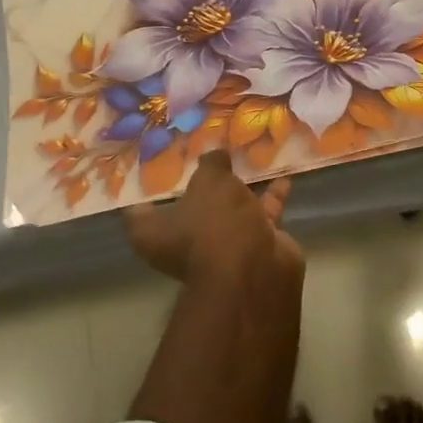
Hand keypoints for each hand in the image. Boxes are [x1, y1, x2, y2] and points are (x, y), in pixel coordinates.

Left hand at [125, 150, 302, 283]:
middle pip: (189, 208)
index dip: (147, 187)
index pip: (139, 210)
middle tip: (209, 152)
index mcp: (155, 233)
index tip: (159, 162)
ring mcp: (220, 246)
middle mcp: (184, 243)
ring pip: (228, 210)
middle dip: (201, 184)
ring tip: (250, 157)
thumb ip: (212, 164)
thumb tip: (216, 154)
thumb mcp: (210, 182)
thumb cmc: (215, 224)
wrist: (256, 270)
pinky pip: (261, 214)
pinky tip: (283, 173)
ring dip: (240, 189)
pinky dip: (271, 197)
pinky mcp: (253, 246)